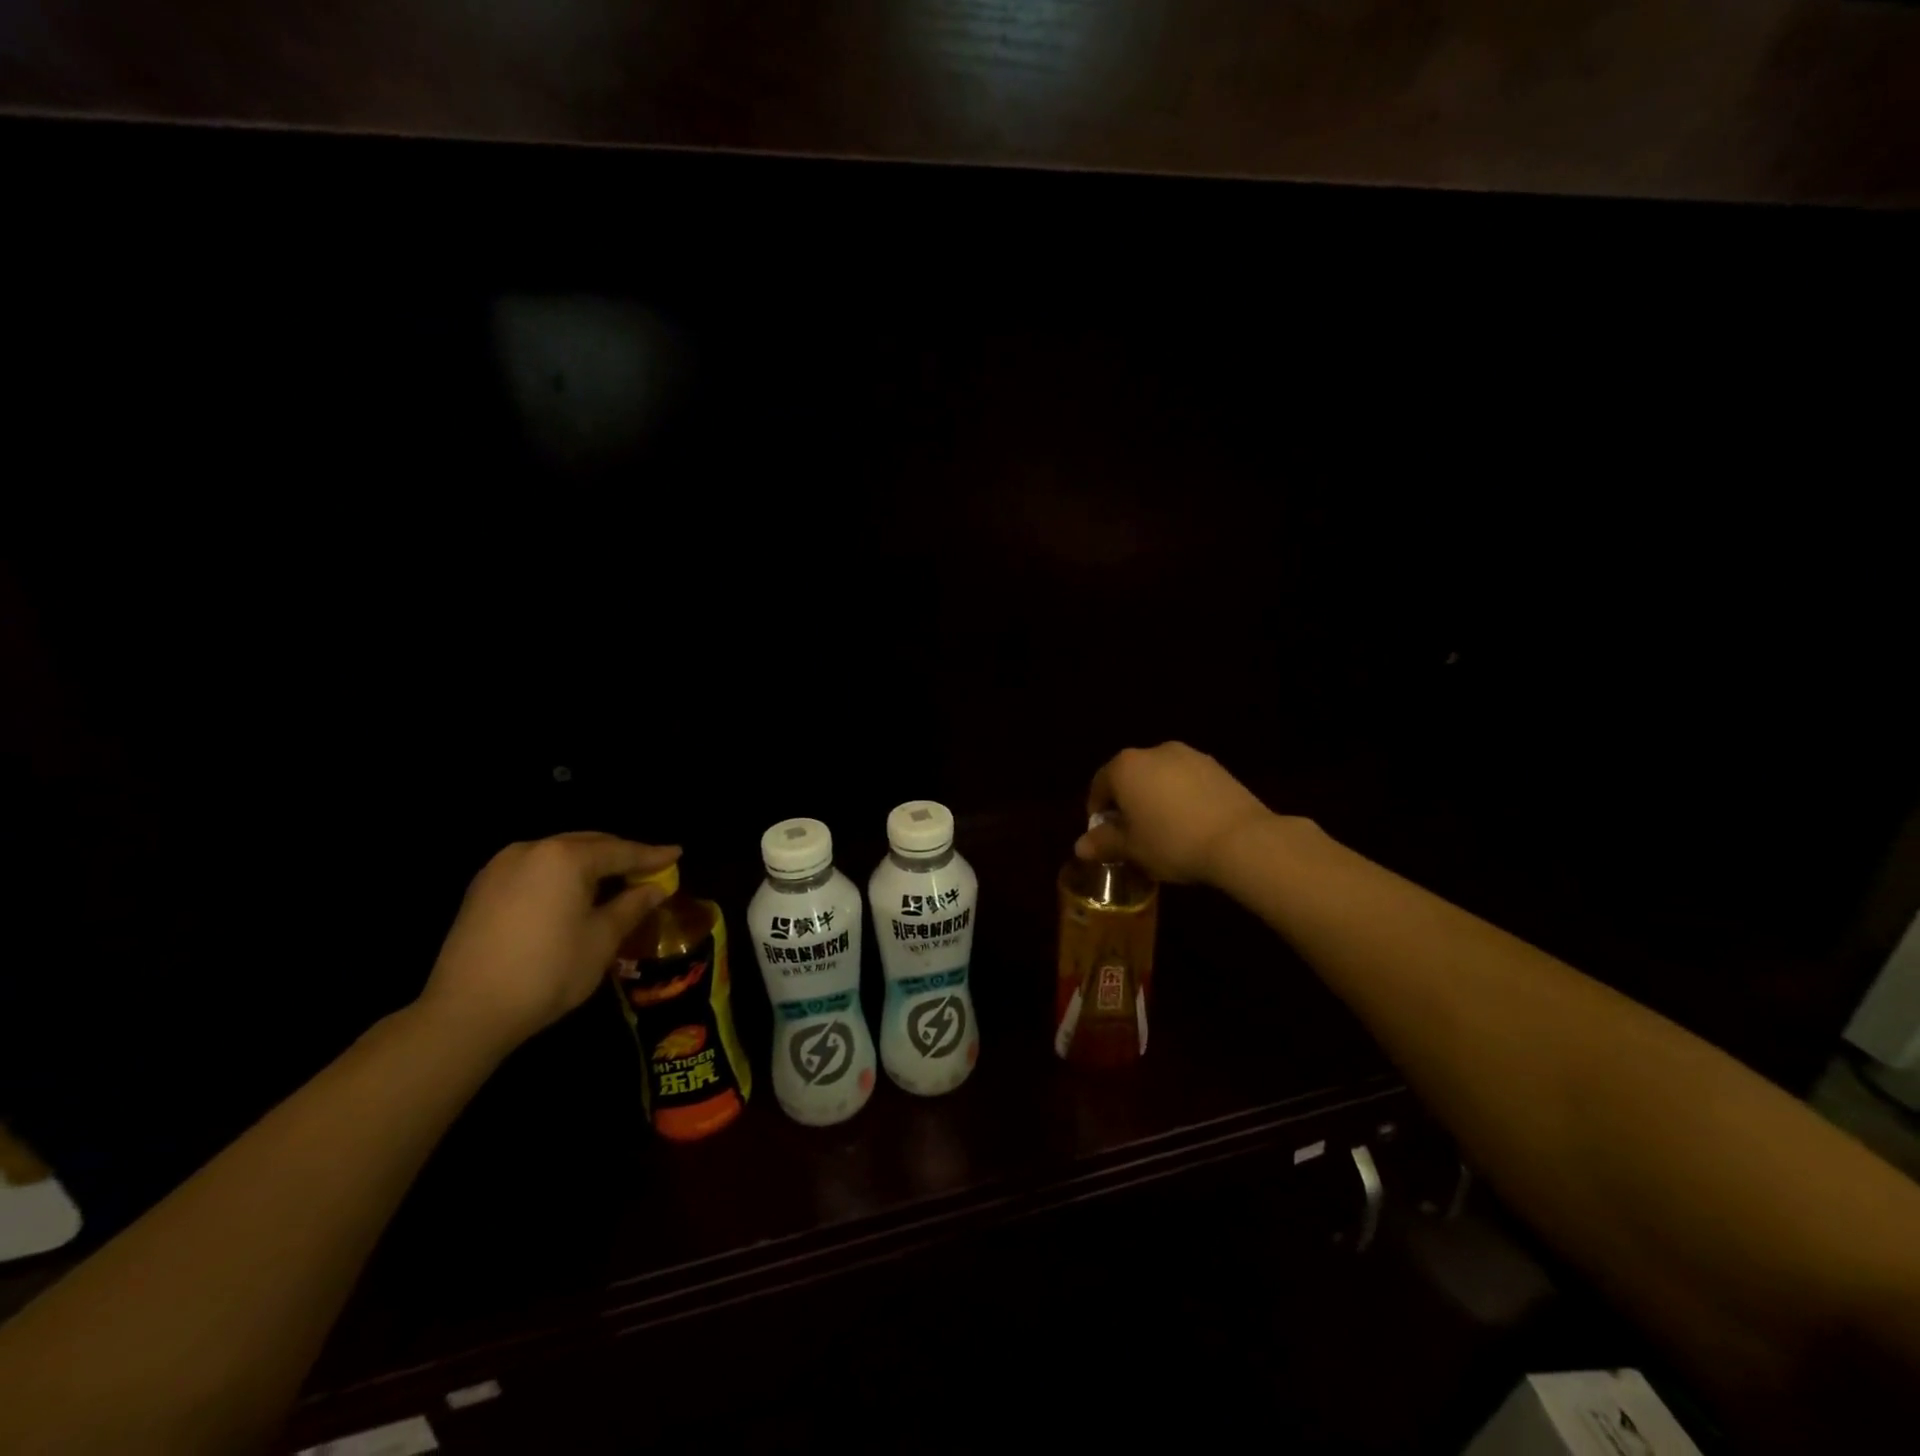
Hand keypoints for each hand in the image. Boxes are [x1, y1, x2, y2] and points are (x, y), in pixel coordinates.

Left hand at [418, 833, 679, 1052]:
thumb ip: (631, 906)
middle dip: (621, 855)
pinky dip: (561, 875)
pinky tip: (574, 893)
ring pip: (559, 854)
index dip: (652, 855)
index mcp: (566, 857)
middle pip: (589, 844)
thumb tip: (655, 889)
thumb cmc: (548, 972)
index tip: (677, 853)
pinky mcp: (482, 888)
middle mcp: (532, 850)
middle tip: (650, 868)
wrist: (465, 1012)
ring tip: (615, 880)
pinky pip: (535, 869)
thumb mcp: (602, 939)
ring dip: (590, 864)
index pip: (621, 851)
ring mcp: (501, 867)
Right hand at [1077, 743, 1272, 884]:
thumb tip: (1080, 846)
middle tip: (1132, 834)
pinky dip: (1182, 797)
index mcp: (1125, 767)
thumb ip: (1104, 843)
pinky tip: (1191, 824)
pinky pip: (1187, 781)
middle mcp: (1153, 751)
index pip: (1099, 785)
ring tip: (1164, 830)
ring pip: (1160, 777)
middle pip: (1130, 777)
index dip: (1097, 811)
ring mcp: (1189, 755)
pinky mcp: (1216, 766)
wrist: (1240, 840)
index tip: (1104, 835)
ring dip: (1155, 798)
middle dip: (1127, 803)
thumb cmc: (1172, 842)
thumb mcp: (1132, 849)